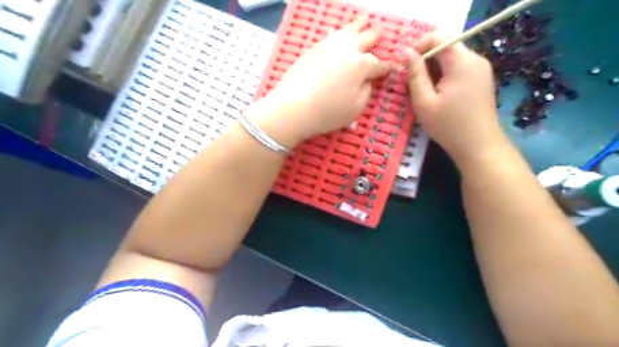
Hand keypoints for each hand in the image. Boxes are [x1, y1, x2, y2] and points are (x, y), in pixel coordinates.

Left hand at [249, 16, 385, 147]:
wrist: (294, 107)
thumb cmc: (328, 112)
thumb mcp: (356, 108)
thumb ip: (366, 91)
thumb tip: (366, 81)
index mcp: (362, 65)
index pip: (379, 65)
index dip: (386, 67)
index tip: (391, 68)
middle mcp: (348, 50)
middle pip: (366, 38)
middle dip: (375, 37)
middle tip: (380, 35)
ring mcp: (330, 46)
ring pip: (348, 30)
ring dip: (359, 25)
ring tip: (364, 20)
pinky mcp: (314, 48)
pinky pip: (330, 34)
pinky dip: (338, 31)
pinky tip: (338, 31)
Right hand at [407, 31, 501, 163]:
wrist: (479, 146)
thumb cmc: (448, 126)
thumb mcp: (424, 102)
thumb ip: (415, 74)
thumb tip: (406, 51)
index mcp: (462, 62)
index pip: (439, 36)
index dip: (419, 45)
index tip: (406, 64)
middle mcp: (475, 59)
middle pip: (446, 46)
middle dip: (425, 59)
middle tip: (411, 80)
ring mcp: (481, 69)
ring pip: (451, 57)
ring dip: (433, 68)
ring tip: (422, 89)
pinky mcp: (481, 79)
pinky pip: (459, 67)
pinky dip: (444, 74)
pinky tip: (437, 93)